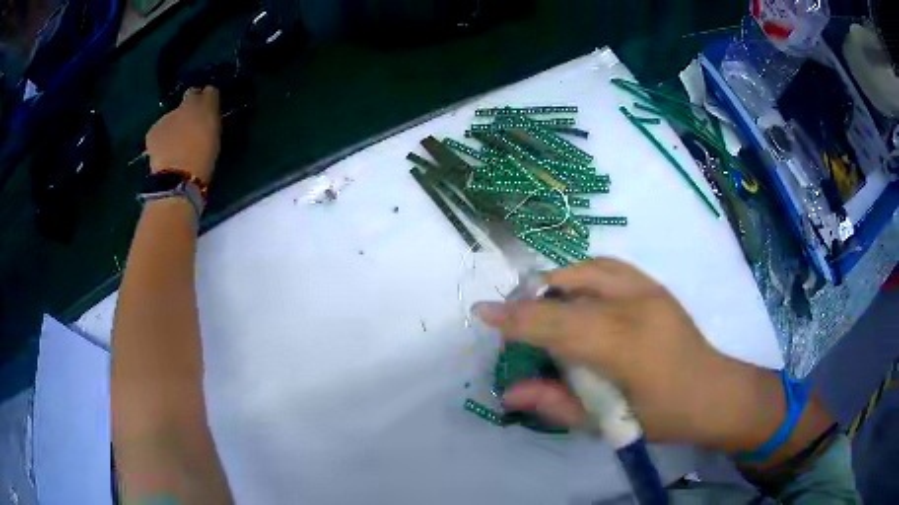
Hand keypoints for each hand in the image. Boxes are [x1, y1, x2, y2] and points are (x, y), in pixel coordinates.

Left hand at [146, 87, 221, 181]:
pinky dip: (162, 139)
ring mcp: (165, 118)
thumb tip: (208, 106)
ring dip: (174, 126)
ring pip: (172, 117)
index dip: (208, 98)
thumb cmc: (204, 158)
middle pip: (187, 100)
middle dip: (189, 109)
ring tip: (177, 145)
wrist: (177, 179)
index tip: (209, 108)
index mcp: (205, 104)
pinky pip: (159, 131)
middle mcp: (183, 104)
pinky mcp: (152, 133)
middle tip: (192, 126)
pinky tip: (165, 152)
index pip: (208, 91)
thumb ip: (211, 117)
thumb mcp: (216, 135)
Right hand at [473, 258, 757, 447]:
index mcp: (626, 345)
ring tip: (541, 308)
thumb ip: (555, 404)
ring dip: (555, 284)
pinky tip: (574, 296)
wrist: (712, 391)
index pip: (558, 325)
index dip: (516, 318)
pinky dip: (581, 275)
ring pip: (587, 269)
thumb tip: (509, 393)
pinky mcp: (654, 284)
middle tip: (513, 324)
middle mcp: (636, 306)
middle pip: (568, 290)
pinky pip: (607, 267)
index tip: (482, 312)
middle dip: (530, 302)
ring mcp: (648, 289)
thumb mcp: (607, 423)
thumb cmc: (662, 416)